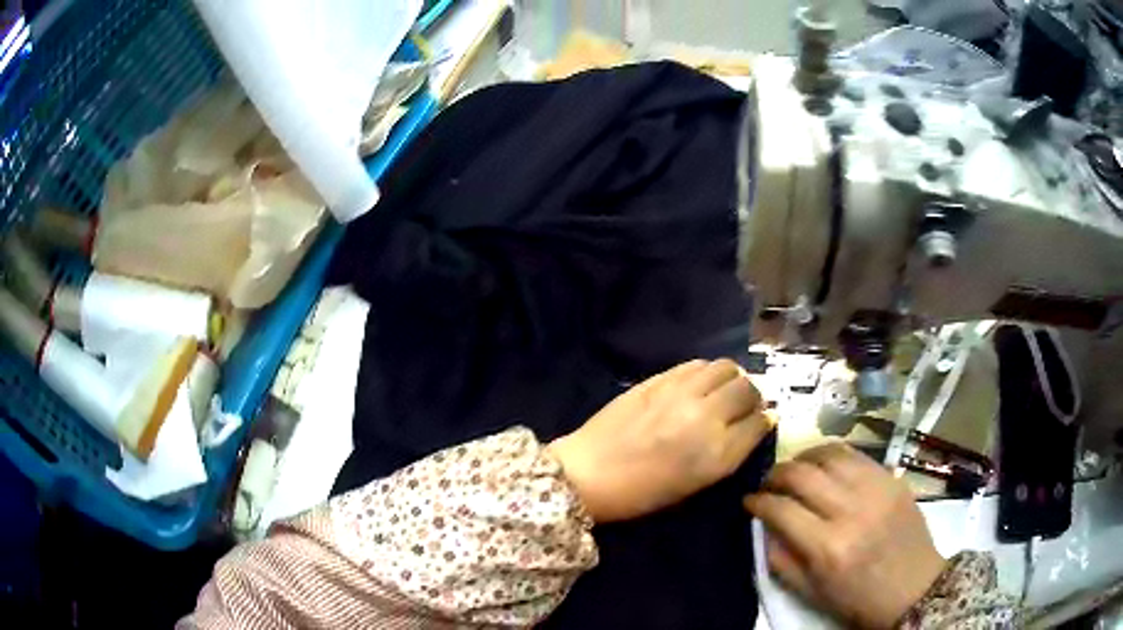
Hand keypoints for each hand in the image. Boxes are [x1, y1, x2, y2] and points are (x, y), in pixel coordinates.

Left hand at [549, 359, 774, 522]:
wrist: (589, 474)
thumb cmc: (643, 493)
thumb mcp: (696, 484)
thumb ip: (730, 452)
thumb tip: (755, 423)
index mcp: (718, 454)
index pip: (760, 422)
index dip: (764, 419)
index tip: (761, 420)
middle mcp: (707, 417)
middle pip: (748, 388)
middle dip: (753, 396)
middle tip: (743, 404)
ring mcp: (682, 393)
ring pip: (726, 367)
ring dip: (732, 378)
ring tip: (722, 390)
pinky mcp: (659, 379)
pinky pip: (697, 364)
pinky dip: (707, 372)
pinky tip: (699, 383)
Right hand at [744, 442, 946, 629]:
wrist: (914, 588)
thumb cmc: (859, 599)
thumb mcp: (812, 592)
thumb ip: (782, 560)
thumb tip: (763, 528)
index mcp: (828, 547)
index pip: (782, 509)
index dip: (758, 502)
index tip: (748, 501)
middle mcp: (851, 511)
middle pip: (803, 474)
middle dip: (776, 474)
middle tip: (767, 482)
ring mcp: (876, 489)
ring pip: (830, 454)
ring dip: (805, 457)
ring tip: (796, 468)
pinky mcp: (893, 479)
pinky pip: (857, 455)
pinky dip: (833, 456)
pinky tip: (826, 466)